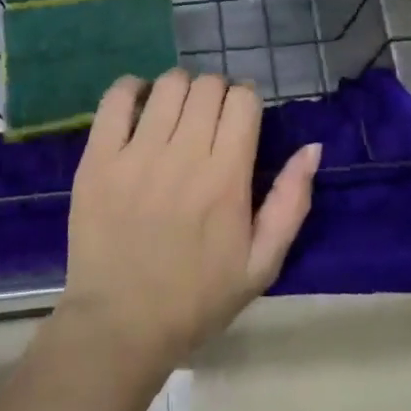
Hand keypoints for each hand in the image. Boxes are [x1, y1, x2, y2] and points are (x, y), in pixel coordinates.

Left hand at [60, 70, 319, 373]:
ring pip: (168, 84)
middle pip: (208, 85)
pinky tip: (138, 107)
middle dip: (216, 93)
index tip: (240, 118)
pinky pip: (116, 97)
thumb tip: (312, 147)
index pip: (244, 100)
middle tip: (209, 119)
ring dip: (179, 89)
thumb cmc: (196, 298)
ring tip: (175, 114)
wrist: (120, 326)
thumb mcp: (261, 264)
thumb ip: (291, 202)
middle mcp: (184, 156)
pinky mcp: (98, 157)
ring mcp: (137, 154)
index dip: (246, 100)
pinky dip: (131, 89)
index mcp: (226, 179)